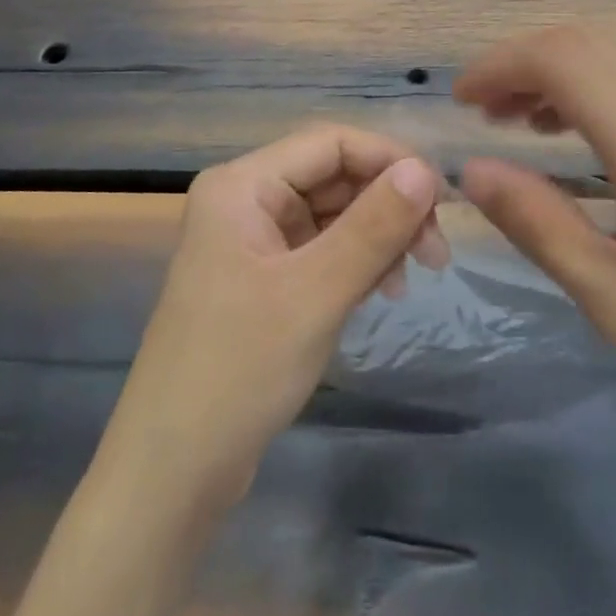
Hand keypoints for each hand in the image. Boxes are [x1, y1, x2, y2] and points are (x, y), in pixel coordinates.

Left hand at [102, 125, 448, 510]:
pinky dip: (357, 264)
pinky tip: (381, 292)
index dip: (390, 160)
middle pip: (334, 177)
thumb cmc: (240, 369)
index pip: (331, 143)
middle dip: (388, 206)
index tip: (442, 200)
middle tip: (436, 253)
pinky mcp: (263, 279)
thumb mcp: (316, 293)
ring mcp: (253, 241)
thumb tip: (425, 170)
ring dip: (378, 238)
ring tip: (408, 281)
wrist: (173, 472)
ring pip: (333, 215)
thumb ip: (374, 226)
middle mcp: (245, 200)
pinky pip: (322, 250)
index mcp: (242, 185)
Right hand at [455, 25, 615, 454]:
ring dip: (553, 76)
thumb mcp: (609, 294)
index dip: (500, 66)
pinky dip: (587, 92)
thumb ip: (536, 220)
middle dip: (520, 65)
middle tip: (479, 113)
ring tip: (512, 122)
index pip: (562, 59)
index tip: (461, 102)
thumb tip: (471, 169)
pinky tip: (568, 136)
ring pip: (611, 59)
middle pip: (584, 45)